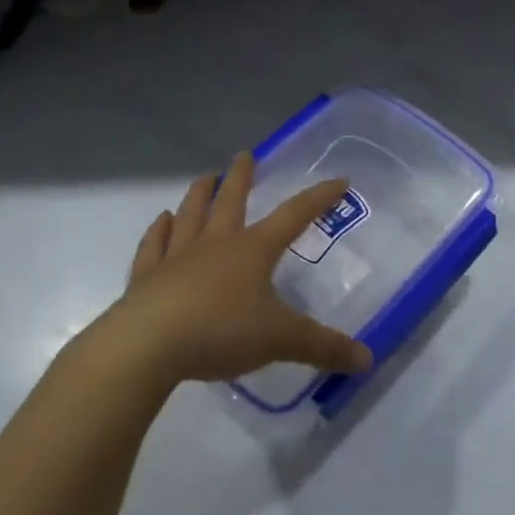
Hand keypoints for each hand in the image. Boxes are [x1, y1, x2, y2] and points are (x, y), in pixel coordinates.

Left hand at [80, 152, 372, 388]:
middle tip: (244, 154)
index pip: (294, 215)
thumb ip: (323, 347)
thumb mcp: (280, 340)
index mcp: (253, 250)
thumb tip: (367, 360)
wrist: (146, 346)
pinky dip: (158, 231)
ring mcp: (177, 257)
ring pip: (191, 215)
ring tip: (205, 177)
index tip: (339, 180)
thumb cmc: (220, 332)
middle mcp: (216, 244)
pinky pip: (154, 246)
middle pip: (231, 201)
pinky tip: (161, 220)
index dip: (319, 198)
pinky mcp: (146, 278)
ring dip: (199, 194)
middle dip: (241, 177)